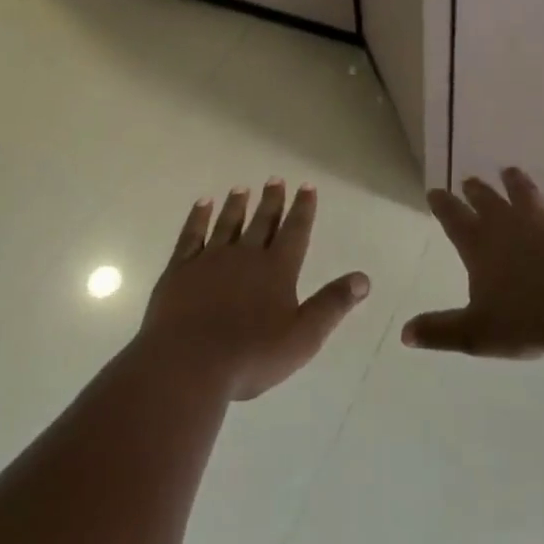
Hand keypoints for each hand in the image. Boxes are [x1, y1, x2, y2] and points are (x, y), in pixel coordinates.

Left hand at [139, 179, 369, 401]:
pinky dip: (198, 218)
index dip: (303, 209)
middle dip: (271, 201)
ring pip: (227, 224)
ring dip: (236, 205)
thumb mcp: (303, 336)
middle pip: (262, 222)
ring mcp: (209, 260)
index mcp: (277, 270)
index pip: (295, 232)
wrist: (187, 364)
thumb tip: (363, 277)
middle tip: (275, 179)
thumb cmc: (251, 355)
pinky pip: (191, 235)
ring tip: (241, 188)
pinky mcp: (180, 270)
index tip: (306, 186)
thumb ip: (333, 304)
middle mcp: (245, 256)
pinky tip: (202, 204)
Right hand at [403, 169, 543, 358]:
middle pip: (487, 200)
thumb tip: (405, 334)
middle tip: (469, 180)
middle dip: (476, 190)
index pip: (454, 219)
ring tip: (509, 171)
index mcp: (479, 246)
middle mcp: (509, 224)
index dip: (443, 205)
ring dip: (515, 181)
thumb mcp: (476, 333)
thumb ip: (440, 331)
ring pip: (525, 192)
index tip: (434, 192)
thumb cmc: (527, 321)